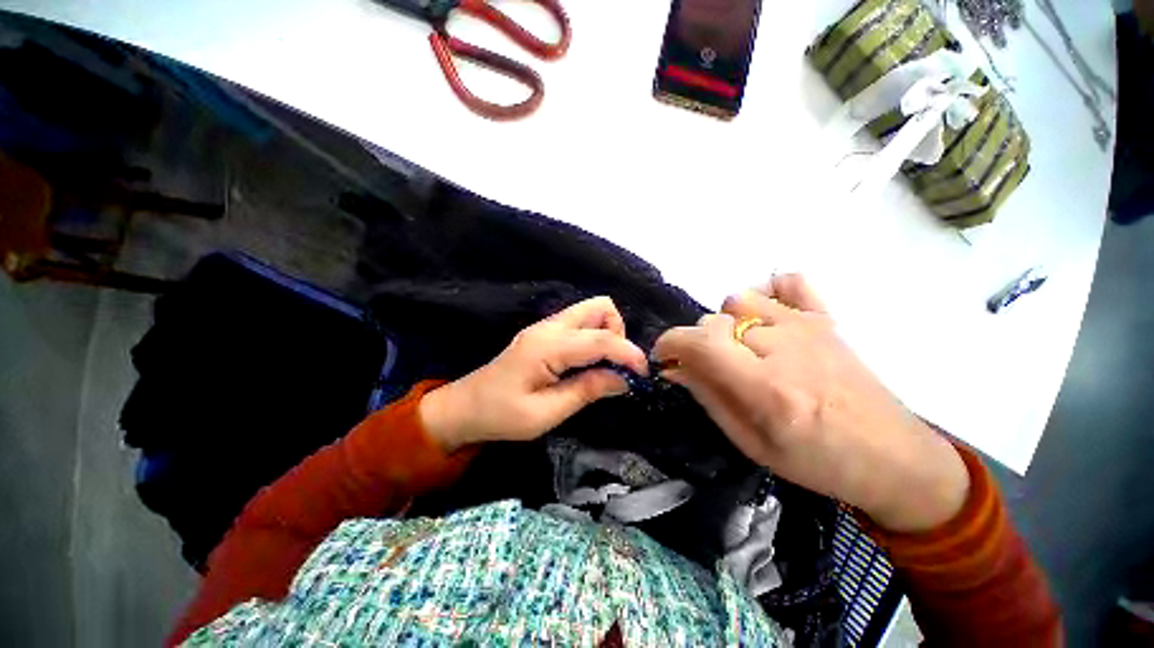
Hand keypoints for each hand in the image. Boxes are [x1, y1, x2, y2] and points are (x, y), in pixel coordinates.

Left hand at [420, 296, 647, 452]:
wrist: (465, 407)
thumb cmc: (501, 416)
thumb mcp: (546, 414)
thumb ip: (587, 391)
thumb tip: (623, 380)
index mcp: (548, 346)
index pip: (601, 338)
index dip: (628, 353)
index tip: (643, 374)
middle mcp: (549, 327)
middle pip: (599, 307)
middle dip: (618, 333)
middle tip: (615, 366)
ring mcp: (545, 327)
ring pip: (591, 311)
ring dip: (607, 333)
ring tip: (602, 365)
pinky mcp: (544, 333)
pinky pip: (580, 323)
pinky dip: (594, 337)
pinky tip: (587, 362)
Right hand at [652, 274, 969, 532]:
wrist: (895, 458)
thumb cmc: (818, 463)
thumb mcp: (751, 443)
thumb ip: (708, 398)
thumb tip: (674, 369)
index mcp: (766, 388)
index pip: (700, 342)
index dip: (670, 343)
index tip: (664, 357)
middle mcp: (784, 347)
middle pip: (714, 321)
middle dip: (699, 344)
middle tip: (710, 368)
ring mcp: (809, 326)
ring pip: (739, 300)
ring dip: (727, 323)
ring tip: (740, 348)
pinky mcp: (826, 319)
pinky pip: (786, 282)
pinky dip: (767, 293)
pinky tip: (767, 318)